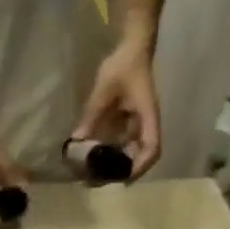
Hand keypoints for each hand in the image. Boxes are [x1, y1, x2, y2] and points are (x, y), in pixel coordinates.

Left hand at [75, 35, 161, 179]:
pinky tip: (94, 157)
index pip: (152, 148)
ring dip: (117, 164)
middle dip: (123, 171)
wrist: (131, 47)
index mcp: (148, 117)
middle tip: (99, 181)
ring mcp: (140, 123)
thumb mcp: (104, 90)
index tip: (123, 179)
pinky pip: (124, 142)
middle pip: (142, 156)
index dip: (140, 166)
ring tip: (94, 173)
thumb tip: (76, 141)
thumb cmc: (122, 65)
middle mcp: (147, 124)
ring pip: (133, 151)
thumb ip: (91, 115)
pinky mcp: (131, 121)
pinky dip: (112, 152)